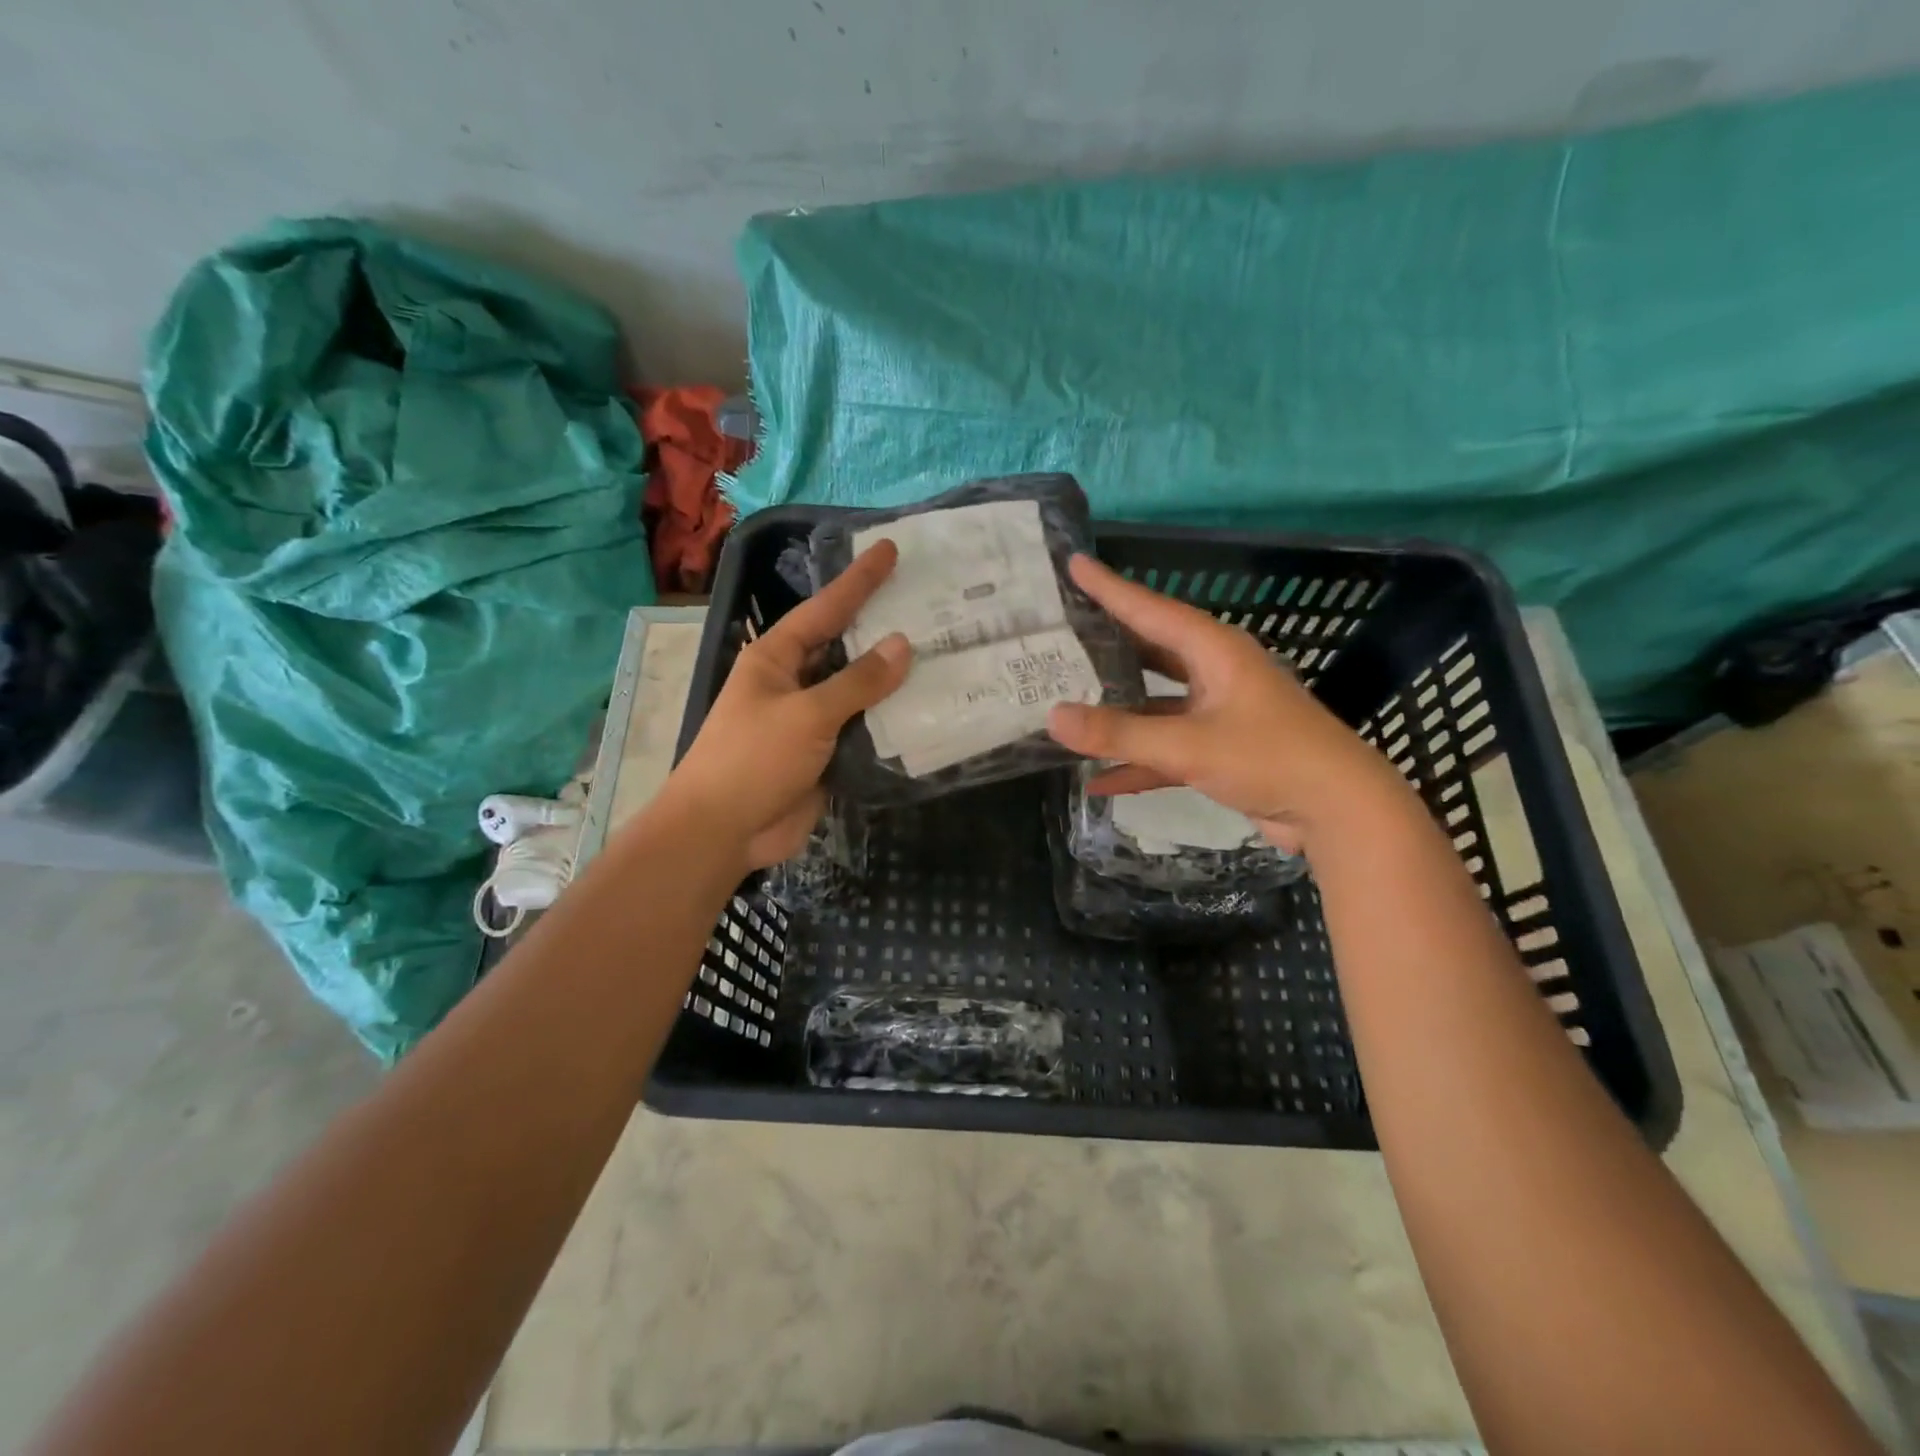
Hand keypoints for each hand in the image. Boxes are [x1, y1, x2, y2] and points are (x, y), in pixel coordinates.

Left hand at [666, 541, 909, 870]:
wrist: (723, 831)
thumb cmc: (752, 759)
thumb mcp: (806, 714)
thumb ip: (857, 682)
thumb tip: (902, 644)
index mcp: (777, 658)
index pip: (825, 609)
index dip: (859, 580)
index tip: (889, 550)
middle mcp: (794, 682)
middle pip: (845, 647)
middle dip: (882, 627)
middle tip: (930, 603)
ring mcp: (811, 720)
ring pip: (859, 691)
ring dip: (893, 679)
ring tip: (942, 653)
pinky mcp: (826, 755)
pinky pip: (864, 730)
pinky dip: (890, 721)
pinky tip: (926, 710)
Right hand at [1046, 554, 1407, 854]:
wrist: (1339, 812)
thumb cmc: (1270, 758)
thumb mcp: (1189, 745)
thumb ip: (1120, 733)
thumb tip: (1054, 717)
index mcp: (1215, 652)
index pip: (1151, 610)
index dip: (1110, 588)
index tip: (1075, 564)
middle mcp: (1215, 674)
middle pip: (1151, 651)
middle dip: (1108, 644)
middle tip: (1064, 632)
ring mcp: (1218, 713)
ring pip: (1155, 704)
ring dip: (1118, 711)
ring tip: (1069, 702)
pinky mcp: (1220, 751)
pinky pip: (1167, 749)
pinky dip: (1138, 762)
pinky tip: (1099, 782)